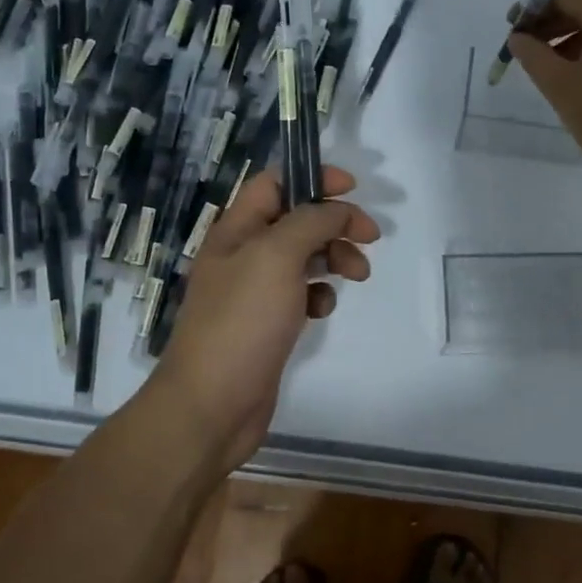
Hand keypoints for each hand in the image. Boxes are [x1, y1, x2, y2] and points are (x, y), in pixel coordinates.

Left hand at [153, 166, 379, 471]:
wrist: (212, 405)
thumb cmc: (242, 321)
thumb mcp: (276, 256)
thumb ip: (310, 222)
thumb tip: (337, 209)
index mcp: (236, 230)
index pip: (274, 183)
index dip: (312, 177)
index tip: (352, 189)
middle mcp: (243, 254)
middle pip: (296, 220)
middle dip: (334, 223)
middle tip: (370, 237)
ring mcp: (255, 291)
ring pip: (304, 257)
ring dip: (334, 257)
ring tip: (358, 275)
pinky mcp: (267, 324)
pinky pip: (301, 294)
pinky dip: (319, 294)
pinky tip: (323, 309)